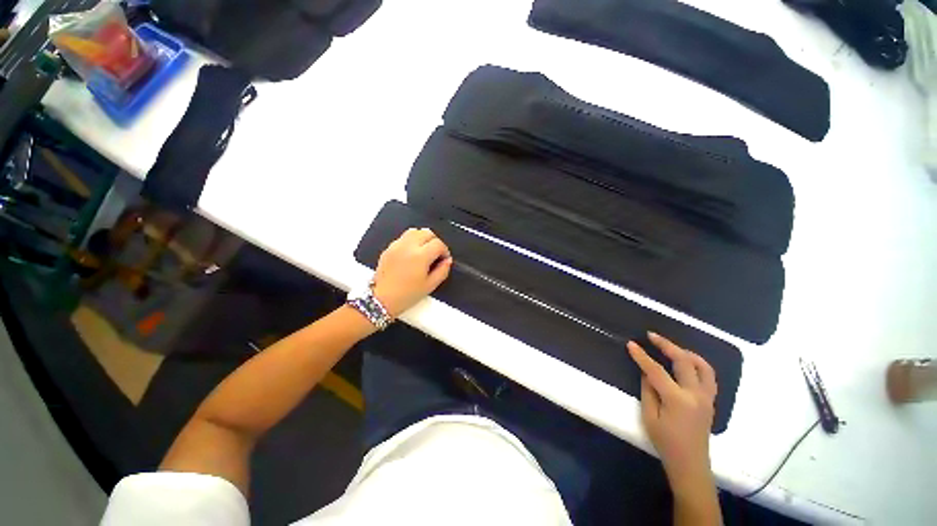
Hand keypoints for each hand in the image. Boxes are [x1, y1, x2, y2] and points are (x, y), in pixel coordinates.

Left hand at [372, 228, 452, 316]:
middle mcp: (408, 246)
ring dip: (422, 238)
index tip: (444, 259)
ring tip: (424, 251)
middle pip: (427, 233)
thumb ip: (442, 271)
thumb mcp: (430, 286)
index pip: (438, 244)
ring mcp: (397, 245)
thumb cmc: (407, 294)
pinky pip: (403, 237)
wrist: (382, 299)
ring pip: (414, 231)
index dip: (445, 251)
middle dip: (435, 241)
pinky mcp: (389, 248)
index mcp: (421, 256)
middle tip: (436, 253)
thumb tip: (447, 261)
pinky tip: (411, 254)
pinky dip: (411, 241)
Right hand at [627, 332, 717, 491]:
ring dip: (687, 352)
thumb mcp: (649, 417)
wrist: (690, 463)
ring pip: (703, 366)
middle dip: (666, 345)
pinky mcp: (711, 401)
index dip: (642, 356)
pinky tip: (687, 363)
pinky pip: (709, 376)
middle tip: (651, 336)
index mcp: (677, 400)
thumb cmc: (665, 442)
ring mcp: (707, 397)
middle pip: (684, 361)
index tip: (631, 344)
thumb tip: (647, 371)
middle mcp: (696, 394)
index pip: (656, 370)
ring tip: (672, 347)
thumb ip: (648, 390)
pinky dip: (698, 364)